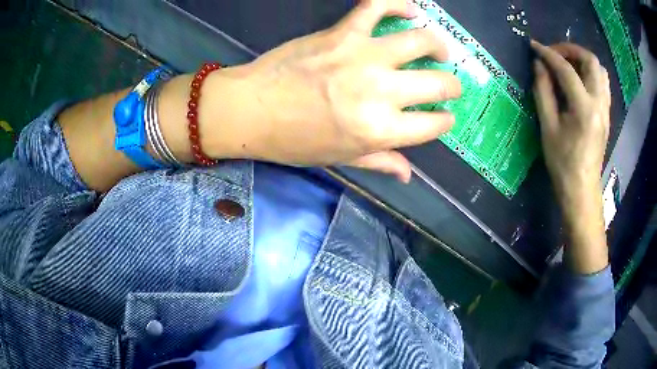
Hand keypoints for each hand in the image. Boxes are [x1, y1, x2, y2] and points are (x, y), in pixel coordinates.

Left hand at [201, 0, 460, 181]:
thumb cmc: (293, 140)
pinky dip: (398, 4)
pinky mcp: (343, 32)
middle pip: (437, 83)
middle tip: (448, 85)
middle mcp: (380, 91)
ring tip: (439, 50)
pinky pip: (377, 6)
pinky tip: (410, 10)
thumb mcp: (340, 159)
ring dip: (438, 45)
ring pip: (420, 40)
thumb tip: (409, 175)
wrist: (251, 109)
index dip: (444, 121)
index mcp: (380, 130)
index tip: (444, 116)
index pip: (433, 125)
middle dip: (452, 86)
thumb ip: (380, 163)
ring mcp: (363, 56)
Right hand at [531, 40, 609, 273]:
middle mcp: (599, 104)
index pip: (566, 69)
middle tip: (555, 54)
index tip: (534, 47)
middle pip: (591, 61)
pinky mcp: (606, 113)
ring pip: (600, 70)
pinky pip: (602, 83)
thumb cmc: (562, 163)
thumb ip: (543, 92)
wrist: (582, 189)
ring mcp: (605, 108)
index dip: (548, 53)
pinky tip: (579, 80)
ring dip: (583, 60)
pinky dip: (590, 73)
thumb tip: (539, 66)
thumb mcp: (548, 127)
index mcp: (584, 108)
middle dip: (571, 50)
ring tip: (568, 64)